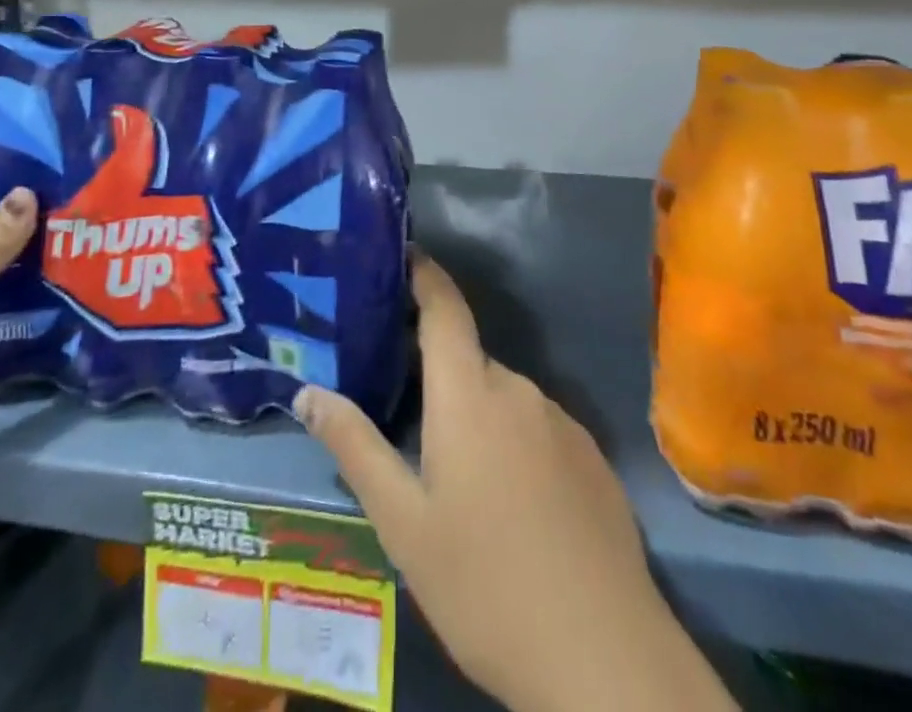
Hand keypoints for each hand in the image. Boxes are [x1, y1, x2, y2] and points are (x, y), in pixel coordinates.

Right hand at [293, 258, 732, 711]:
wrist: (604, 657)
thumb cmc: (485, 584)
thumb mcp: (404, 524)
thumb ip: (355, 448)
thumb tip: (307, 392)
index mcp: (470, 393)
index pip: (445, 306)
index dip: (424, 273)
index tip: (400, 254)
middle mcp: (519, 389)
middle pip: (468, 359)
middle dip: (436, 372)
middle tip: (403, 410)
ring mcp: (562, 421)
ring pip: (502, 397)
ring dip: (474, 414)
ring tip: (453, 473)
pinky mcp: (591, 455)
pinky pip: (537, 427)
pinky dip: (513, 442)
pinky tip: (508, 503)